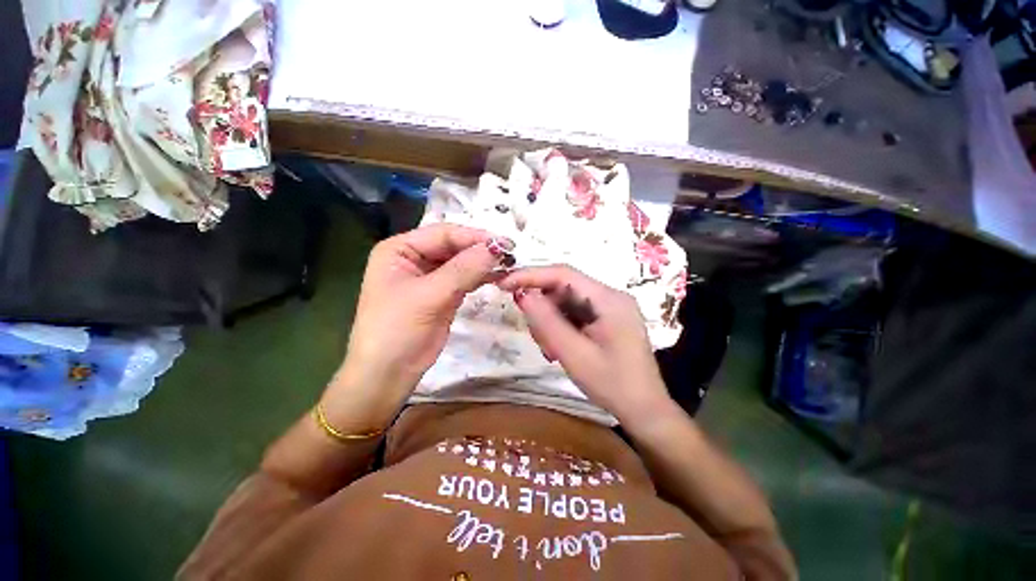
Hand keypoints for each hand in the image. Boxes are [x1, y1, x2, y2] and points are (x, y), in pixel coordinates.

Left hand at [323, 224, 513, 428]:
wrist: (388, 374)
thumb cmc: (397, 330)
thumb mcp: (429, 296)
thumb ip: (463, 269)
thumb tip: (496, 247)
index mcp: (400, 249)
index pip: (443, 234)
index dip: (473, 236)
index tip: (503, 243)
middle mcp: (414, 258)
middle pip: (454, 246)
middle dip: (480, 250)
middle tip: (510, 254)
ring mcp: (430, 277)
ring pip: (462, 263)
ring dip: (483, 264)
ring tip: (509, 264)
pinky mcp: (443, 295)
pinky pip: (465, 279)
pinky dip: (481, 278)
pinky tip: (498, 276)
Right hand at [498, 266, 675, 425]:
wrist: (644, 410)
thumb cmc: (612, 385)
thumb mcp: (574, 354)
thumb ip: (547, 322)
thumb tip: (523, 294)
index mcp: (608, 299)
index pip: (563, 274)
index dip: (531, 275)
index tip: (504, 284)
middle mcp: (610, 296)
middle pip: (564, 288)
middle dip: (542, 307)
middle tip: (536, 336)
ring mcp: (609, 308)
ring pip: (566, 302)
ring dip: (550, 321)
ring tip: (550, 349)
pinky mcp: (606, 319)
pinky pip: (575, 313)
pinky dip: (561, 327)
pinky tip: (559, 347)